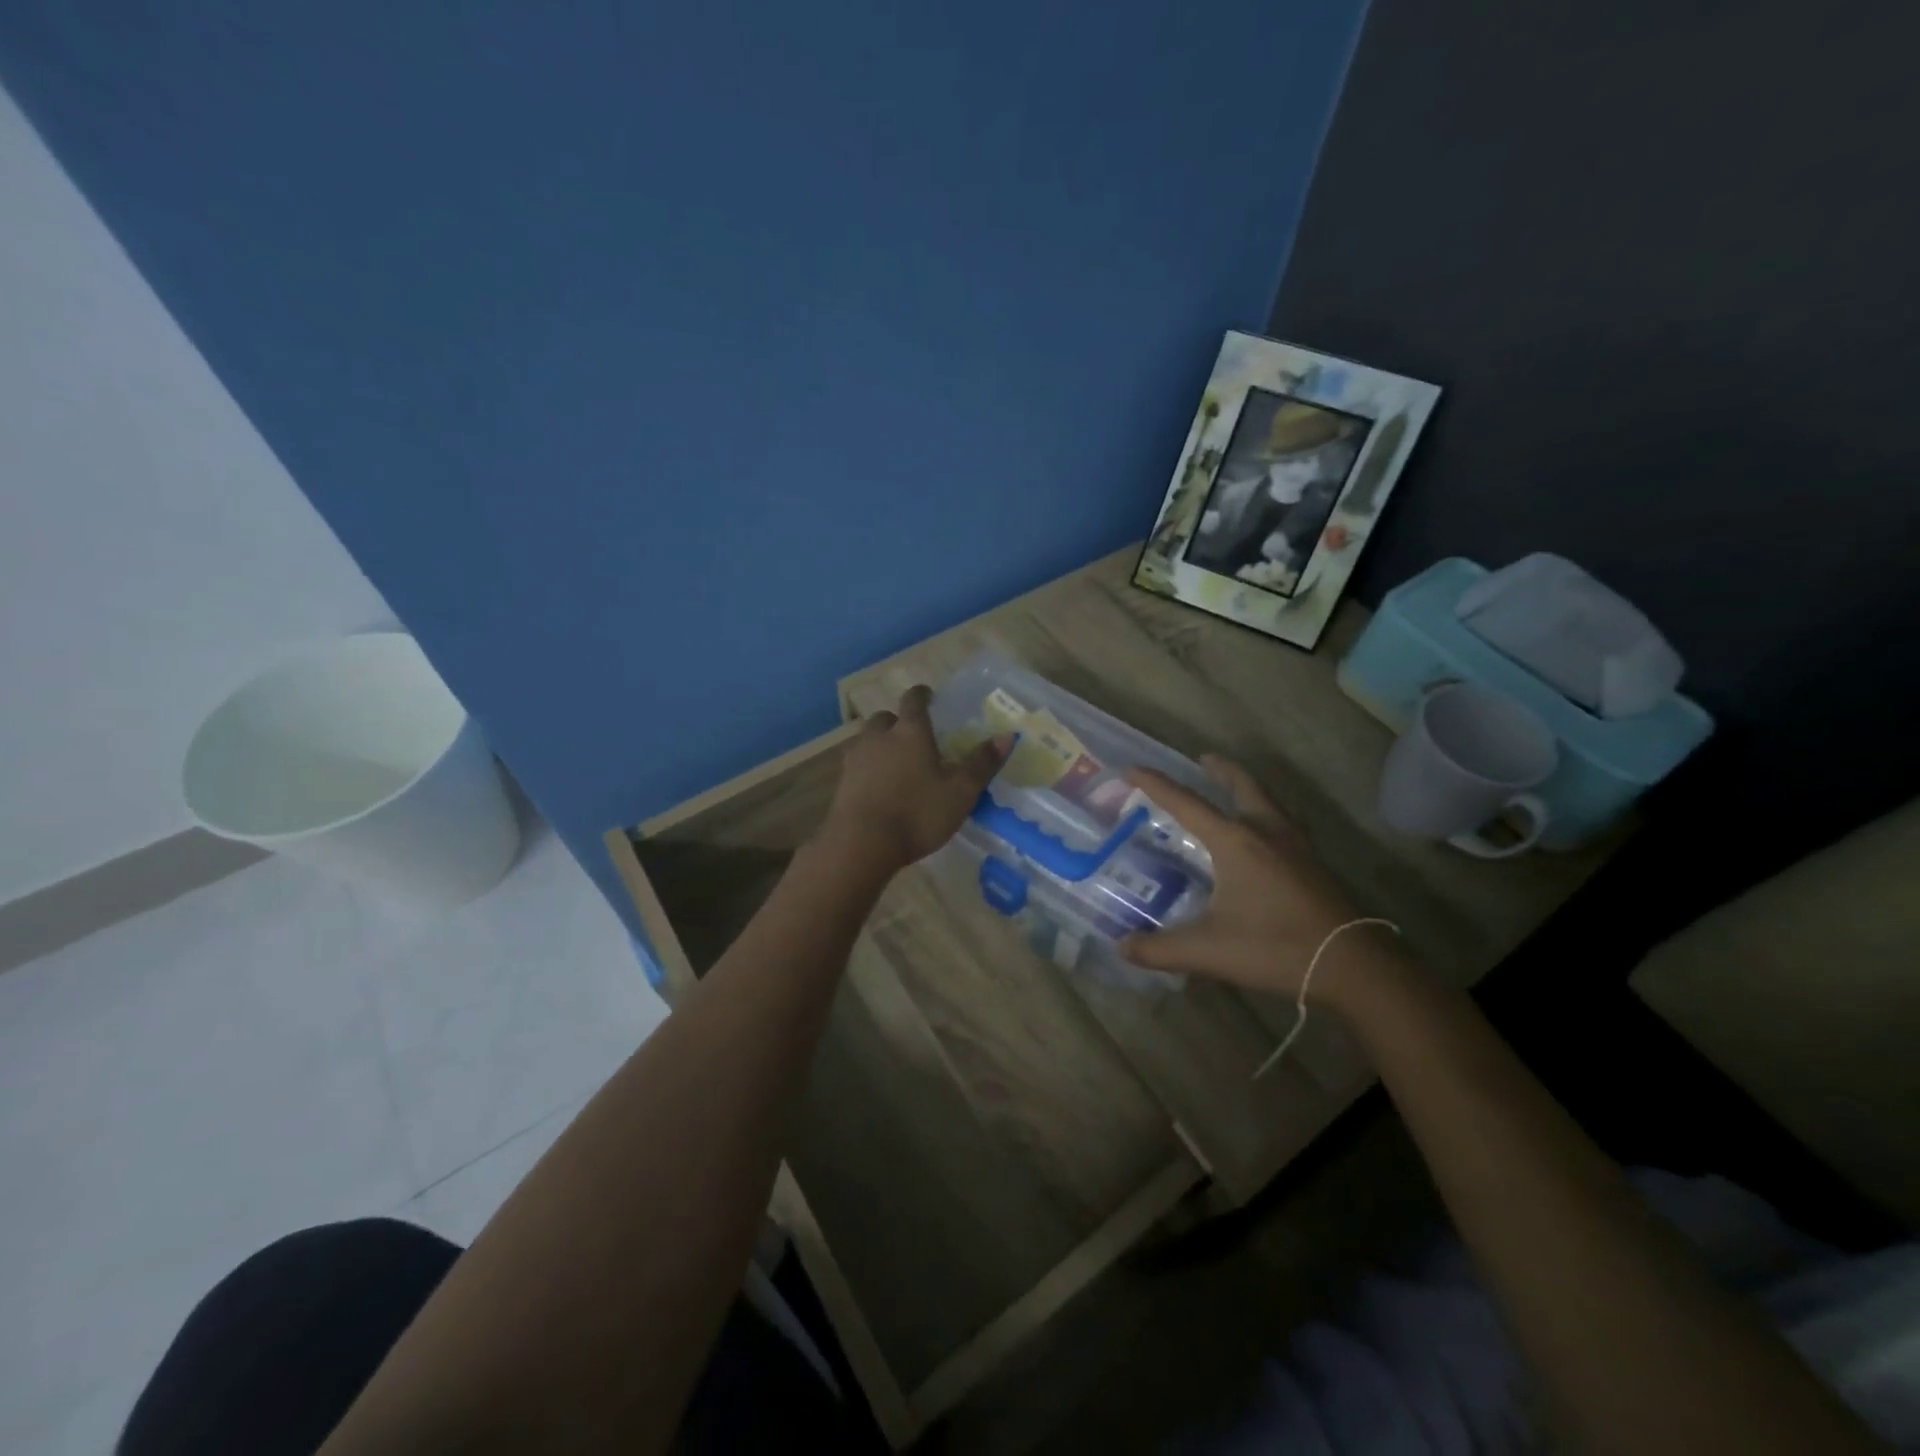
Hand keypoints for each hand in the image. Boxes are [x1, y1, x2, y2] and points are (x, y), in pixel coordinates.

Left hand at [821, 686, 1006, 871]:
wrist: (861, 843)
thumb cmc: (917, 813)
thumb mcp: (960, 792)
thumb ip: (982, 763)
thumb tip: (1007, 735)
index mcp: (910, 731)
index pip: (914, 700)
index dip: (922, 695)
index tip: (928, 696)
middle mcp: (879, 737)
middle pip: (885, 718)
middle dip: (898, 722)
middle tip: (912, 735)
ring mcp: (856, 759)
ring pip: (867, 740)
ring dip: (880, 744)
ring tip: (894, 761)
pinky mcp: (840, 783)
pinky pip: (856, 765)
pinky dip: (868, 768)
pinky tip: (877, 786)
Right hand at [1122, 756, 1394, 999]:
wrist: (1355, 966)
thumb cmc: (1276, 947)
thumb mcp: (1209, 951)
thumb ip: (1160, 948)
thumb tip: (1122, 947)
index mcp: (1236, 842)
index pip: (1186, 803)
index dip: (1156, 784)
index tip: (1131, 769)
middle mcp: (1266, 832)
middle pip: (1242, 785)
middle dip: (1219, 770)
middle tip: (1202, 759)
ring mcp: (1296, 846)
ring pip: (1268, 801)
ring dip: (1246, 788)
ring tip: (1232, 789)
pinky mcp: (1314, 865)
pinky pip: (1283, 823)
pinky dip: (1266, 814)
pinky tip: (1265, 837)